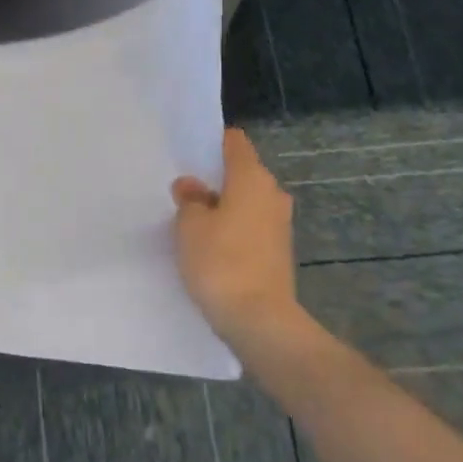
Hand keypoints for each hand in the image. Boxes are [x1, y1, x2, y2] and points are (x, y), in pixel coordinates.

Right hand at [172, 129, 300, 348]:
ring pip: (246, 202)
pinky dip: (233, 229)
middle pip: (241, 173)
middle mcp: (272, 194)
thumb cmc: (221, 261)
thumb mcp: (190, 226)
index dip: (211, 143)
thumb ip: (189, 200)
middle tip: (182, 192)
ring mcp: (280, 224)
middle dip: (215, 179)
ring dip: (223, 207)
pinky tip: (211, 246)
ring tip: (192, 222)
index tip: (188, 154)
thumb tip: (192, 186)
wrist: (260, 320)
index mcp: (252, 177)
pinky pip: (251, 227)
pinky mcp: (279, 251)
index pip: (234, 142)